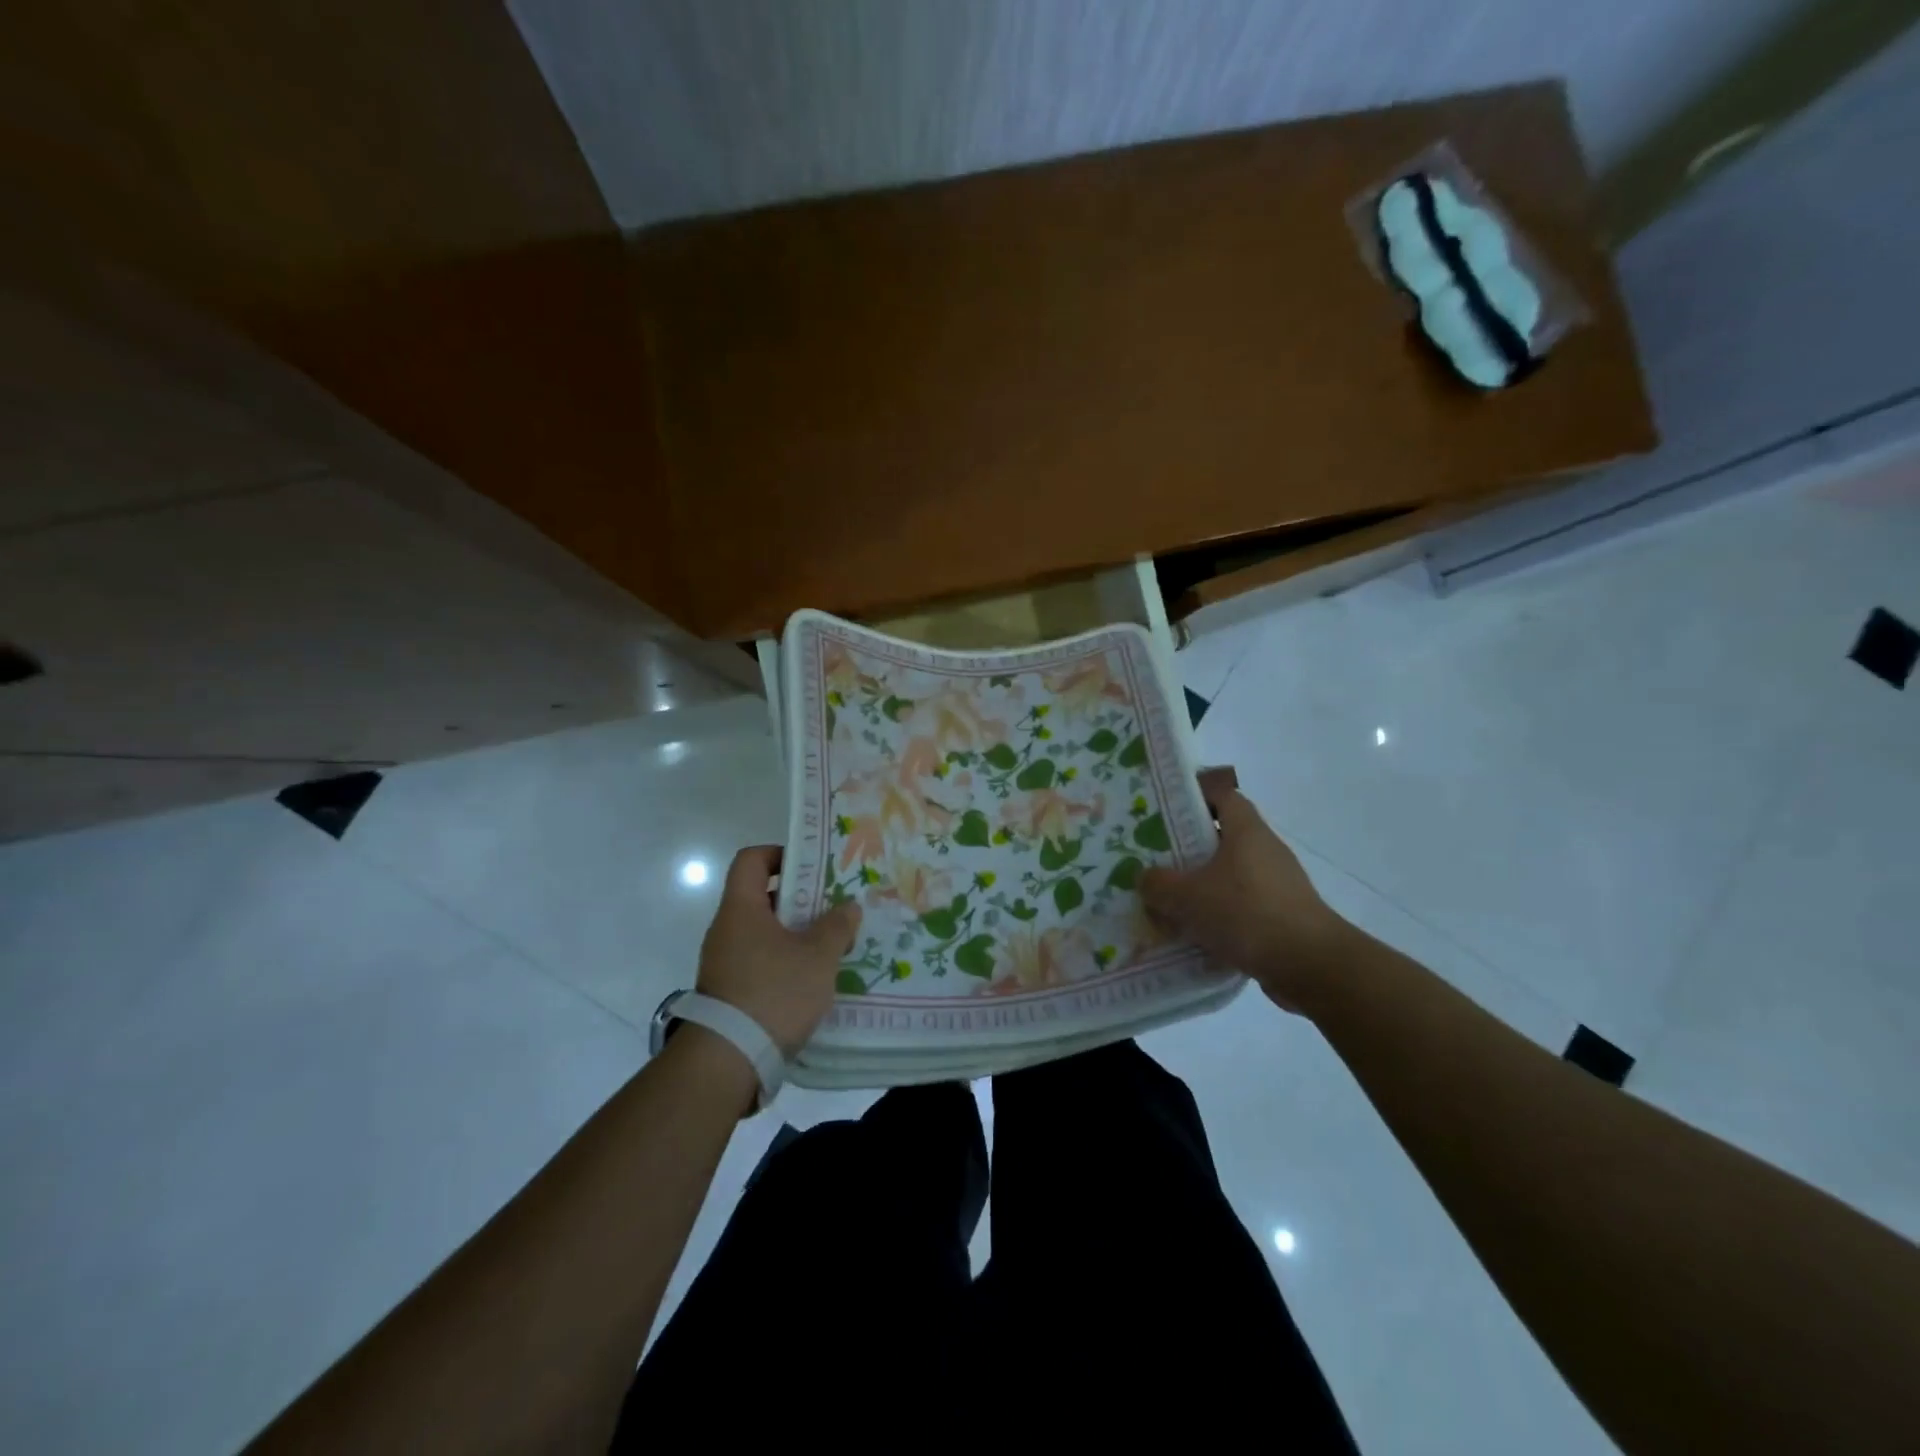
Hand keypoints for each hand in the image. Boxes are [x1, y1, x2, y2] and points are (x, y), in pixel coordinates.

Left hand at [695, 846, 862, 1055]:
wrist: (728, 1060)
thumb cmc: (773, 993)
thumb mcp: (817, 957)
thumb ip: (837, 926)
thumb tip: (849, 907)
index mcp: (741, 909)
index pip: (751, 860)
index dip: (780, 854)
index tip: (812, 866)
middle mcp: (726, 929)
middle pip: (762, 896)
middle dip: (801, 898)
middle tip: (835, 905)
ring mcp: (725, 962)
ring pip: (765, 932)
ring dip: (796, 933)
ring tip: (832, 942)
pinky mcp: (730, 991)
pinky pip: (761, 960)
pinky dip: (786, 960)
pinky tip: (814, 976)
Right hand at [1139, 789, 1354, 1013]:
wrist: (1310, 965)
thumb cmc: (1246, 913)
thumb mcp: (1187, 897)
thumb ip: (1158, 884)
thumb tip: (1145, 878)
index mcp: (1247, 830)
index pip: (1222, 795)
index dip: (1195, 798)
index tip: (1165, 812)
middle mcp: (1266, 850)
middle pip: (1223, 838)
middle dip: (1189, 849)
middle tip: (1156, 861)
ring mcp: (1279, 884)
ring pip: (1231, 876)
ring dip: (1203, 888)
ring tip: (1169, 903)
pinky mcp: (1284, 916)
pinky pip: (1243, 907)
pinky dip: (1220, 916)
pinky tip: (1196, 935)